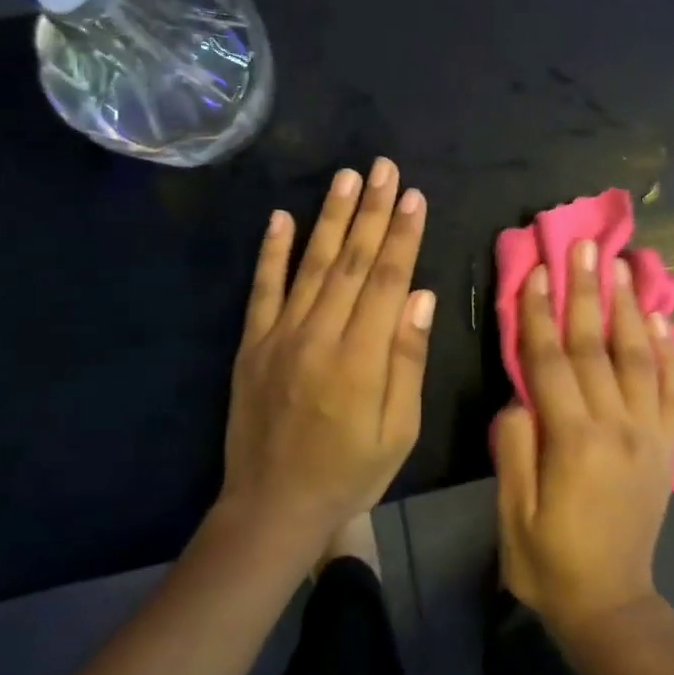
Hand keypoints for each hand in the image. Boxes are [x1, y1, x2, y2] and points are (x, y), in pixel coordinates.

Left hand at [220, 160, 434, 547]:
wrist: (272, 507)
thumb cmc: (350, 472)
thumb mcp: (398, 430)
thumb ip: (407, 360)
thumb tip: (421, 296)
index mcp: (361, 357)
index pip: (387, 280)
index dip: (402, 235)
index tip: (414, 196)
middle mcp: (319, 334)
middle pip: (352, 261)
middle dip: (372, 210)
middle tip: (384, 167)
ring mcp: (280, 336)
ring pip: (312, 264)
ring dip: (330, 217)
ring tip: (346, 176)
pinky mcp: (252, 344)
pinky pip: (262, 289)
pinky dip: (271, 252)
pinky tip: (281, 218)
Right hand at [491, 242, 673, 638]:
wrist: (610, 603)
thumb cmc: (547, 559)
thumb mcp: (512, 509)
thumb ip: (514, 444)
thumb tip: (522, 392)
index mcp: (573, 441)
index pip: (551, 361)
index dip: (540, 313)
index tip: (536, 269)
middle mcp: (619, 427)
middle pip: (598, 346)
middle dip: (588, 292)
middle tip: (585, 245)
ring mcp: (651, 434)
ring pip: (642, 357)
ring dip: (632, 307)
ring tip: (626, 264)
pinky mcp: (670, 446)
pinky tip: (666, 318)